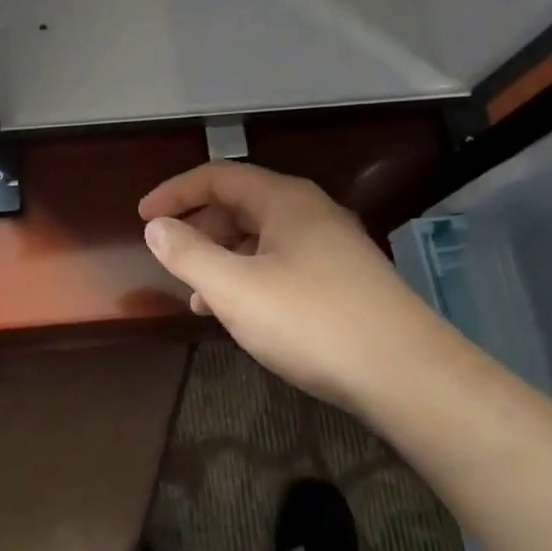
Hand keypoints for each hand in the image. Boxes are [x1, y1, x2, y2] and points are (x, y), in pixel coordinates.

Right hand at [138, 162, 457, 414]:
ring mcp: (332, 245)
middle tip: (170, 256)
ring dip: (224, 256)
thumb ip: (189, 255)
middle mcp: (310, 212)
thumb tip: (156, 227)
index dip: (175, 192)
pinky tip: (242, 313)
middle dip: (199, 226)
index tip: (143, 217)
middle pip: (241, 203)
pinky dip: (251, 277)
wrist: (409, 375)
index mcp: (284, 200)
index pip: (218, 176)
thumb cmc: (313, 322)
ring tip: (197, 295)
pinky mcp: (345, 279)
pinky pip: (283, 262)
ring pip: (262, 237)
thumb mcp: (237, 290)